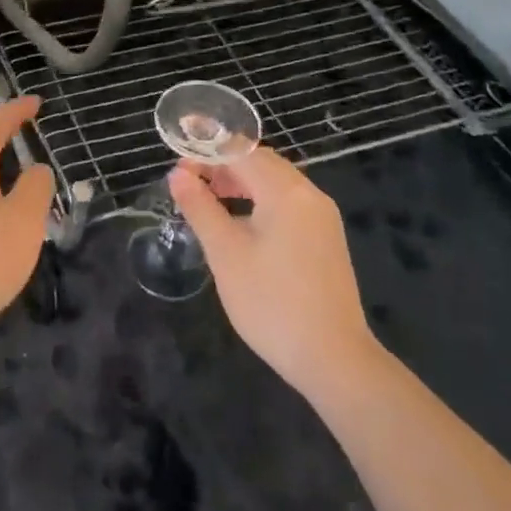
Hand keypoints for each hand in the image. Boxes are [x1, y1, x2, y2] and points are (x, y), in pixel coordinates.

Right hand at [170, 148, 374, 402]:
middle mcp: (309, 195)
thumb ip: (200, 208)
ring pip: (276, 183)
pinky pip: (288, 204)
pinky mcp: (326, 239)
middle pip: (262, 163)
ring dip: (241, 184)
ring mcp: (322, 218)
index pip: (242, 152)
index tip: (178, 171)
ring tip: (209, 203)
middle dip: (223, 167)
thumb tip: (178, 175)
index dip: (207, 154)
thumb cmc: (271, 303)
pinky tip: (240, 225)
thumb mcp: (225, 254)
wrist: (333, 358)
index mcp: (286, 192)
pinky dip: (260, 202)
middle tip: (190, 186)